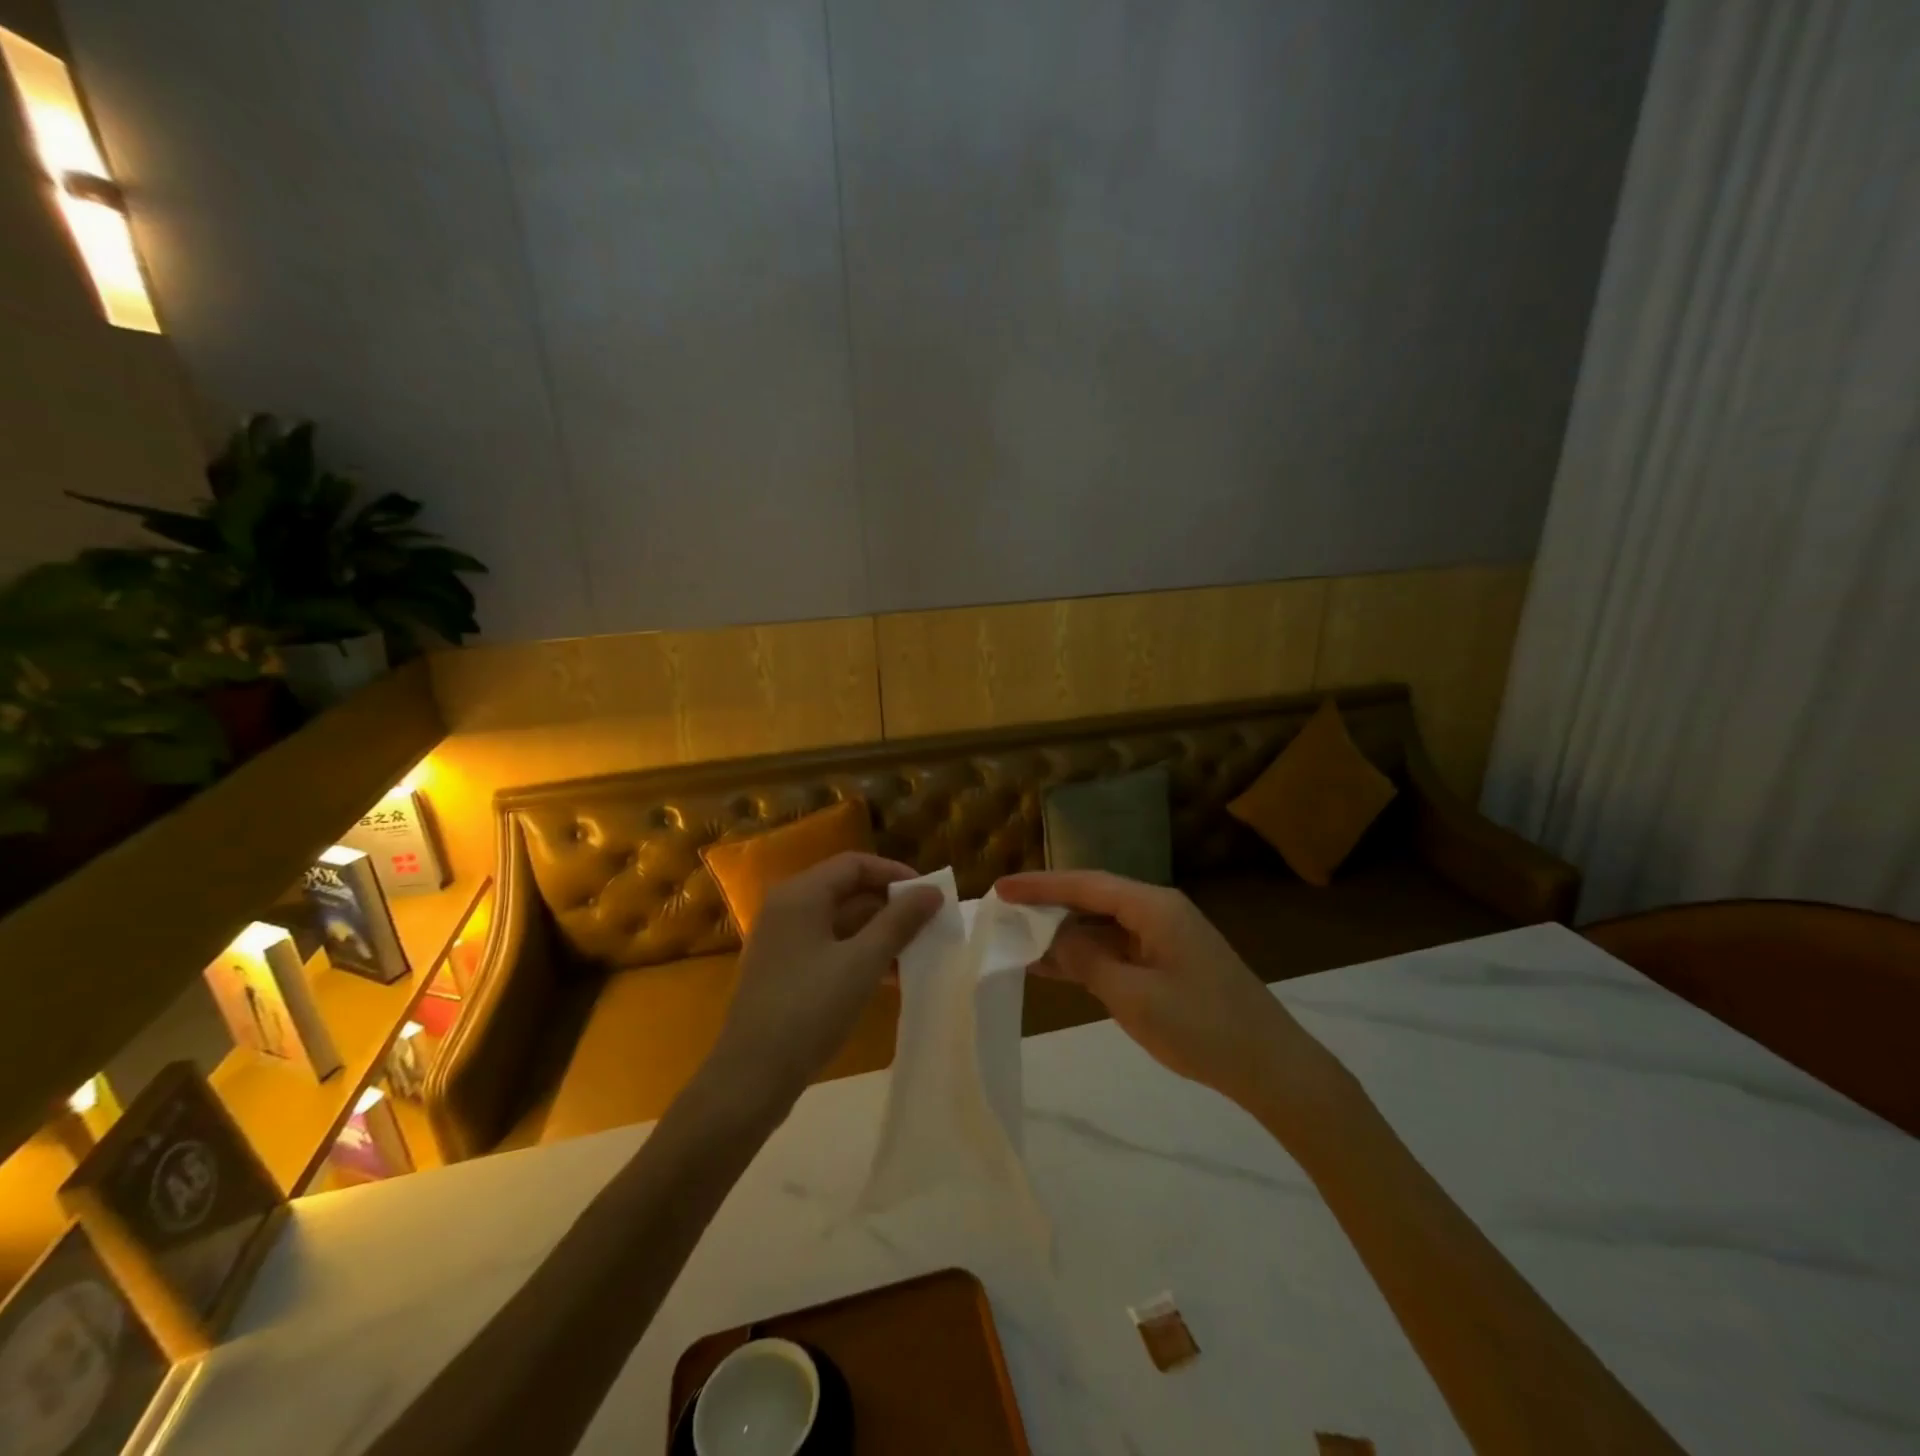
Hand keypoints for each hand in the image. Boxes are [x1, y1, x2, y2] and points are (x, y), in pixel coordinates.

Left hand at [711, 852, 941, 1107]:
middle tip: (928, 925)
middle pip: (847, 890)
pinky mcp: (783, 970)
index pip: (855, 864)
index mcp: (801, 895)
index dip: (895, 873)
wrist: (751, 1078)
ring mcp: (782, 941)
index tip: (929, 896)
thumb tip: (932, 891)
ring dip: (878, 934)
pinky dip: (858, 955)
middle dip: (890, 906)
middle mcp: (787, 908)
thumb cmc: (809, 1010)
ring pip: (840, 922)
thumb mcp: (862, 963)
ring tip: (916, 955)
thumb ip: (899, 922)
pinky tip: (888, 979)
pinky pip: (828, 947)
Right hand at [996, 869, 1317, 1108]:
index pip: (1085, 884)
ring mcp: (1165, 937)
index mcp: (1153, 907)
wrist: (1272, 1066)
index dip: (1040, 885)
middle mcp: (1158, 912)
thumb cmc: (1202, 1027)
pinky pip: (1117, 949)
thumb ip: (1087, 960)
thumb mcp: (1133, 996)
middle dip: (1048, 906)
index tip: (1000, 888)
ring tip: (1018, 940)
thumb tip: (1056, 939)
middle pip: (1092, 899)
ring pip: (1102, 926)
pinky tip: (1054, 967)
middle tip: (1004, 913)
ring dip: (1064, 935)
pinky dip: (1086, 956)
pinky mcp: (1168, 962)